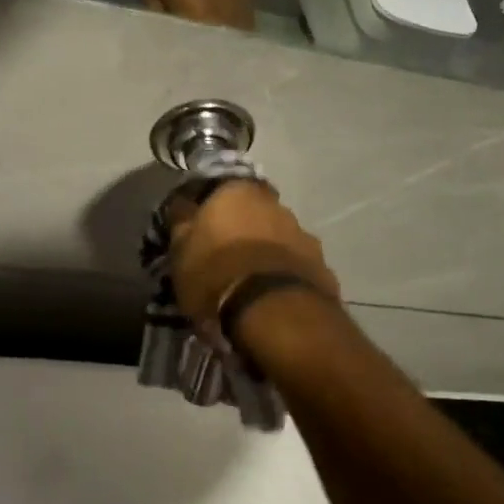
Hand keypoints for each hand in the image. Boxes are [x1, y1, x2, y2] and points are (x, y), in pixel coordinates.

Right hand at [167, 181, 339, 329]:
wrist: (276, 314)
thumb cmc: (217, 275)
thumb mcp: (181, 251)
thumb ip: (182, 223)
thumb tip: (183, 206)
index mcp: (237, 191)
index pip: (218, 188)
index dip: (208, 209)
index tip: (199, 230)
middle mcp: (275, 203)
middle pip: (252, 211)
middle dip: (240, 229)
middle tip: (224, 256)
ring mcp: (303, 233)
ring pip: (276, 236)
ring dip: (264, 251)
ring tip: (249, 281)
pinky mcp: (322, 264)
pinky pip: (295, 264)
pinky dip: (283, 274)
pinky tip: (272, 296)